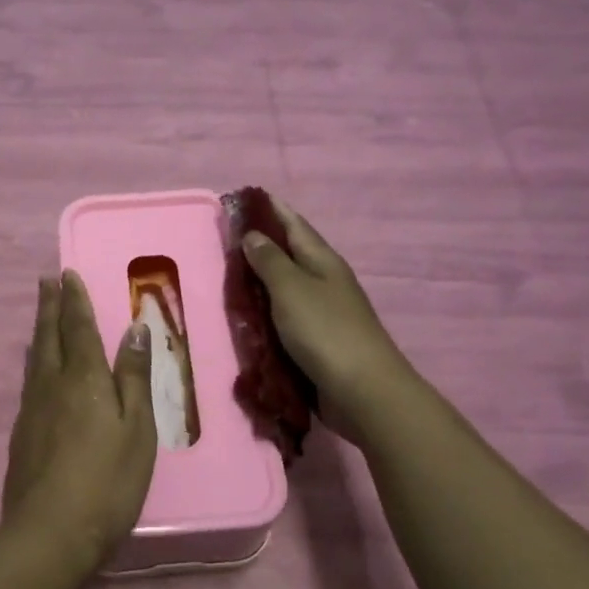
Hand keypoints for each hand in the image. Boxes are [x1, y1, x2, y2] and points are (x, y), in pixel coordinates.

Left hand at [1, 272, 157, 570]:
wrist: (50, 532)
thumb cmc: (108, 481)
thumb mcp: (136, 429)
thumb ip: (133, 377)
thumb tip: (134, 329)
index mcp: (85, 379)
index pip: (79, 328)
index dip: (75, 300)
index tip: (67, 274)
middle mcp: (52, 385)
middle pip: (49, 336)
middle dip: (49, 306)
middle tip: (46, 280)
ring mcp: (32, 409)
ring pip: (35, 357)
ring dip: (39, 330)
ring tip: (40, 315)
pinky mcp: (22, 433)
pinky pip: (29, 381)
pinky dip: (34, 361)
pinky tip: (36, 368)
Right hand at [241, 197, 416, 438]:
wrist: (362, 391)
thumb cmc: (325, 331)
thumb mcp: (291, 289)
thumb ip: (270, 261)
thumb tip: (253, 234)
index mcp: (323, 261)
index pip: (294, 225)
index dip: (271, 210)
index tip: (245, 198)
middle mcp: (325, 282)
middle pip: (291, 255)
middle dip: (262, 244)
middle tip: (226, 238)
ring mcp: (323, 313)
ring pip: (287, 288)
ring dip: (262, 281)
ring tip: (230, 275)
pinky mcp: (317, 342)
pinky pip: (286, 319)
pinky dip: (267, 313)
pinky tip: (248, 317)